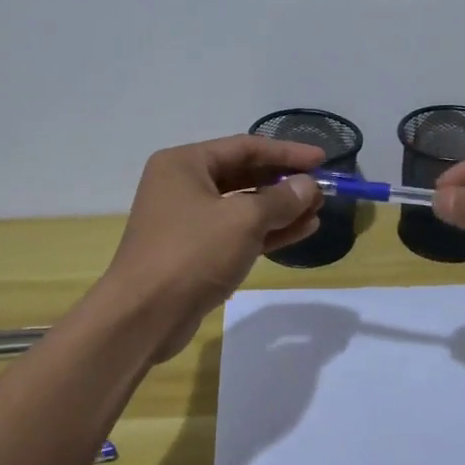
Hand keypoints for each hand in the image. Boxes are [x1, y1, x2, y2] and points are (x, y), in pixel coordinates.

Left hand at [103, 135, 325, 360]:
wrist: (143, 317)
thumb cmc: (192, 253)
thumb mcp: (243, 220)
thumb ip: (281, 199)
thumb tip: (308, 186)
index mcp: (185, 163)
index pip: (245, 147)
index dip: (287, 152)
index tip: (322, 159)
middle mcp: (183, 185)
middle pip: (244, 175)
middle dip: (284, 183)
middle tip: (321, 190)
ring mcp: (188, 220)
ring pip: (243, 206)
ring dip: (280, 209)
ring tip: (317, 211)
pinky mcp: (195, 252)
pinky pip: (237, 232)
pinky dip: (267, 231)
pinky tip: (301, 231)